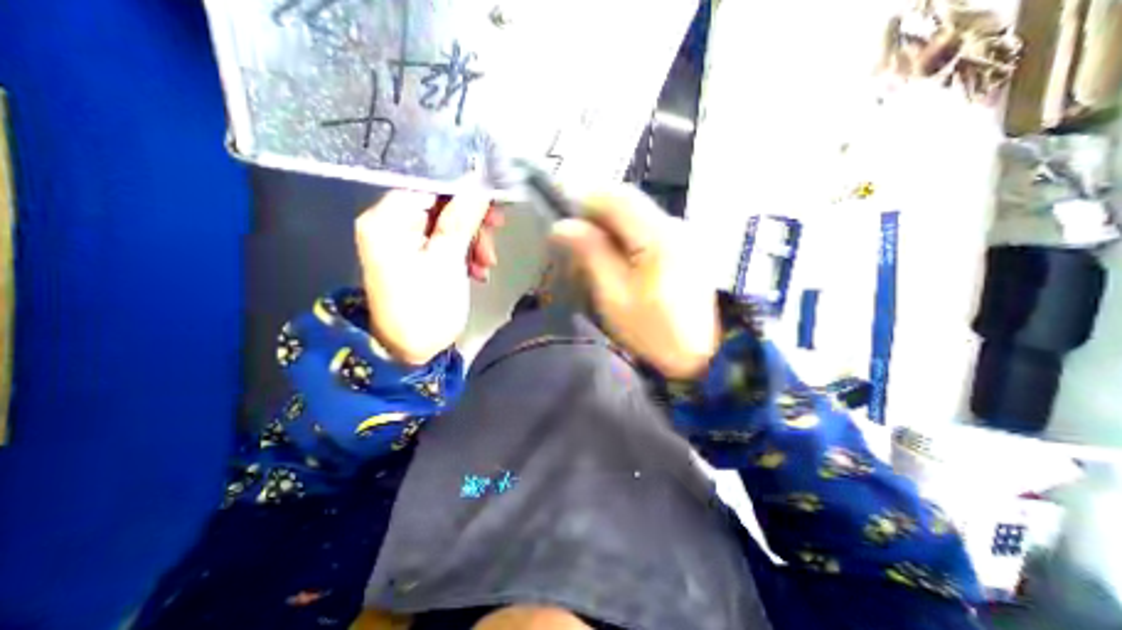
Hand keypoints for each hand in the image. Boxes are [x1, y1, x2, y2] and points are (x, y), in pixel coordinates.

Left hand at [356, 190, 501, 363]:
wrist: (411, 351)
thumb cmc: (426, 306)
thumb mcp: (447, 260)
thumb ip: (462, 217)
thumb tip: (478, 182)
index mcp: (387, 218)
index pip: (429, 183)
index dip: (464, 187)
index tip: (494, 199)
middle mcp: (390, 223)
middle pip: (440, 203)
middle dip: (472, 219)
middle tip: (496, 232)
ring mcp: (404, 240)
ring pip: (447, 223)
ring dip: (473, 240)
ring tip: (487, 264)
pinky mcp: (417, 255)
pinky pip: (445, 242)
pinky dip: (465, 253)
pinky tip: (478, 272)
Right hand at [550, 185, 717, 376]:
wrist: (699, 358)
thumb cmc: (652, 332)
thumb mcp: (614, 295)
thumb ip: (591, 254)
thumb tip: (563, 226)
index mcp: (658, 236)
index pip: (617, 197)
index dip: (585, 200)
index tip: (563, 218)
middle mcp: (676, 225)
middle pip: (629, 203)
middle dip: (596, 214)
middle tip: (573, 238)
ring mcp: (685, 236)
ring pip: (638, 216)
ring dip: (610, 226)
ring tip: (591, 251)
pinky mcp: (686, 249)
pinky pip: (649, 230)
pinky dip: (626, 237)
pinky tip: (617, 259)